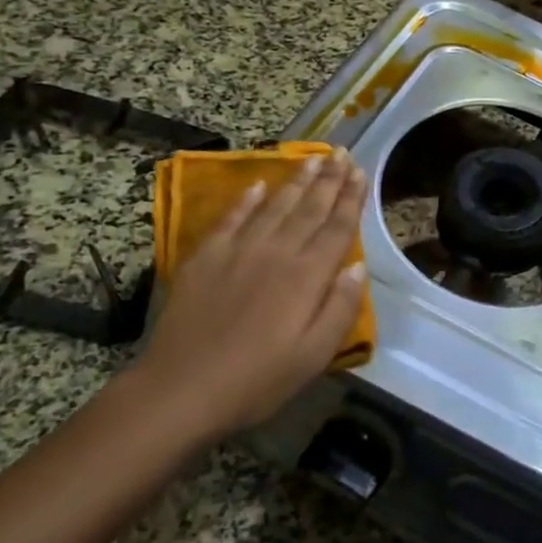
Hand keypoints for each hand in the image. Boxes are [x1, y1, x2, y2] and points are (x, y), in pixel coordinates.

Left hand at [136, 149, 367, 444]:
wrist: (180, 389)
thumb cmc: (256, 381)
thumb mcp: (313, 356)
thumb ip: (340, 309)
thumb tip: (358, 267)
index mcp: (307, 277)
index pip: (336, 228)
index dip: (351, 199)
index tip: (361, 172)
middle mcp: (276, 253)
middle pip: (308, 209)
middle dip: (328, 180)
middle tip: (342, 153)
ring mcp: (238, 251)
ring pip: (274, 206)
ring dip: (296, 181)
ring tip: (313, 158)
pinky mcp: (205, 258)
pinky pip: (231, 219)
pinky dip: (246, 200)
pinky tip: (258, 185)